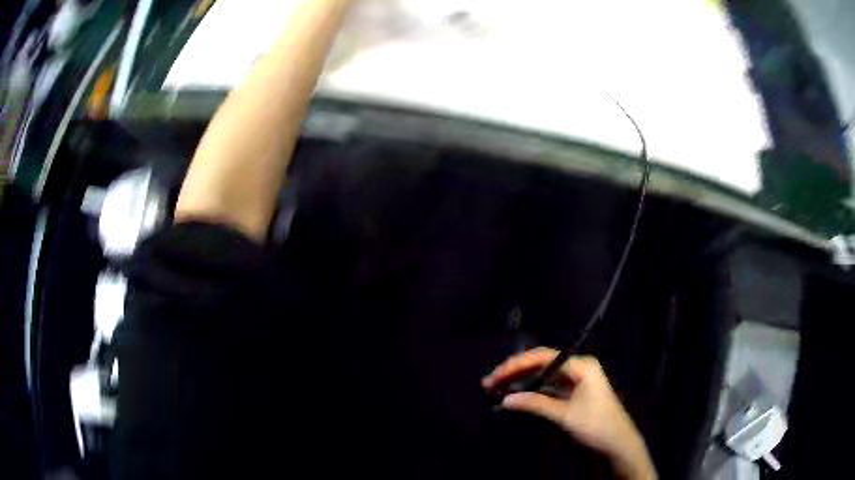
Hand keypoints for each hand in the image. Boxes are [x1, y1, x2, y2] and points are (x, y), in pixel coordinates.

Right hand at [482, 348, 656, 479]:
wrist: (618, 442)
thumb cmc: (596, 425)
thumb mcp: (564, 415)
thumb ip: (535, 404)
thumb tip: (505, 400)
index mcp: (581, 365)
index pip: (543, 357)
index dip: (517, 364)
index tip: (496, 374)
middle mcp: (578, 367)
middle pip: (542, 363)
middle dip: (516, 371)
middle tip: (490, 382)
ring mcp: (576, 379)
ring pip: (543, 375)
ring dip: (522, 381)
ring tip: (498, 387)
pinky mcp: (573, 391)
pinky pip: (548, 386)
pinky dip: (532, 391)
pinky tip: (517, 395)